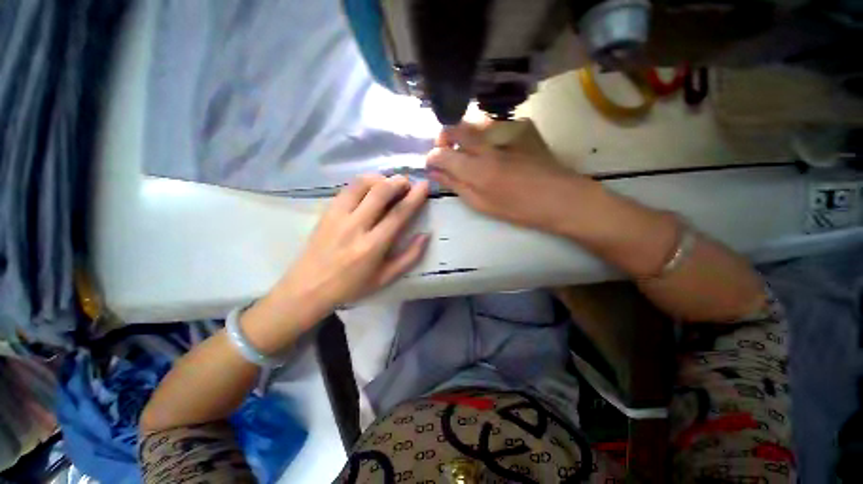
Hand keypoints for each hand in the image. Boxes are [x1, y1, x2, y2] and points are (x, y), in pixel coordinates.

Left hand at [273, 175, 429, 311]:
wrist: (308, 287)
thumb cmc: (351, 286)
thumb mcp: (385, 278)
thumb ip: (409, 257)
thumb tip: (425, 235)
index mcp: (372, 246)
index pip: (398, 214)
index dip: (414, 197)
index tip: (424, 186)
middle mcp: (355, 226)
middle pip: (379, 192)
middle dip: (398, 182)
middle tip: (407, 183)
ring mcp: (337, 216)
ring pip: (361, 184)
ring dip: (380, 178)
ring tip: (389, 184)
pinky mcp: (327, 211)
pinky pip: (347, 188)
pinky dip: (363, 183)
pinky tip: (370, 189)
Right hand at [426, 121, 597, 233]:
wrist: (560, 197)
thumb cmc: (518, 208)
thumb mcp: (482, 204)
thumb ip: (456, 185)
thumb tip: (435, 173)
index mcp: (476, 169)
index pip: (441, 153)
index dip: (432, 158)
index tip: (432, 165)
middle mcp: (486, 144)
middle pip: (454, 128)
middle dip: (443, 139)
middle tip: (446, 154)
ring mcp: (504, 132)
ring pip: (471, 123)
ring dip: (462, 135)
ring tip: (467, 152)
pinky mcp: (519, 128)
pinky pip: (491, 124)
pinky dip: (482, 134)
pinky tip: (490, 149)